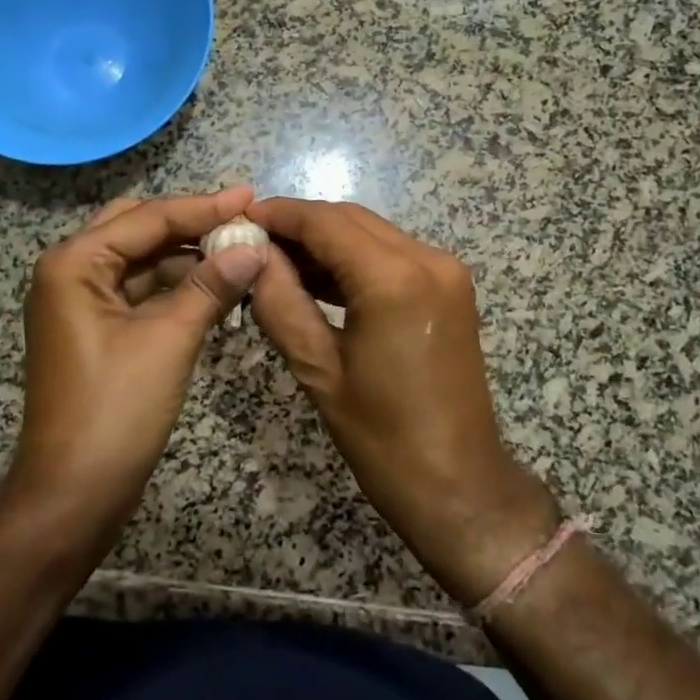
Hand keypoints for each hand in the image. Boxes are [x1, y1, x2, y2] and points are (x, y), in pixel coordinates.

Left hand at [7, 186, 266, 548]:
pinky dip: (177, 285)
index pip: (148, 217)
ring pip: (141, 259)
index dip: (203, 206)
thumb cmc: (115, 411)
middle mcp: (71, 271)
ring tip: (239, 250)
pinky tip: (216, 285)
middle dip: (190, 222)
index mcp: (74, 263)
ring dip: (186, 255)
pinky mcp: (97, 329)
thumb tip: (254, 248)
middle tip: (242, 218)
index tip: (251, 196)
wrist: (72, 497)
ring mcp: (81, 302)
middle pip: (138, 227)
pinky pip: (141, 290)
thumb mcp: (169, 340)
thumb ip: (211, 286)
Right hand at [247, 198, 558, 605]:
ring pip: (372, 232)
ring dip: (327, 240)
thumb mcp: (318, 369)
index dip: (280, 214)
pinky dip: (355, 258)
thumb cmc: (383, 437)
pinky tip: (319, 277)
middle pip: (351, 219)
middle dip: (301, 224)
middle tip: (253, 241)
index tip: (240, 217)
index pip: (325, 222)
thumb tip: (253, 255)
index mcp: (395, 279)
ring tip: (277, 259)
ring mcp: (445, 271)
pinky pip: (393, 254)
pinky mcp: (450, 287)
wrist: (459, 485)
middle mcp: (428, 258)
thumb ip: (280, 301)